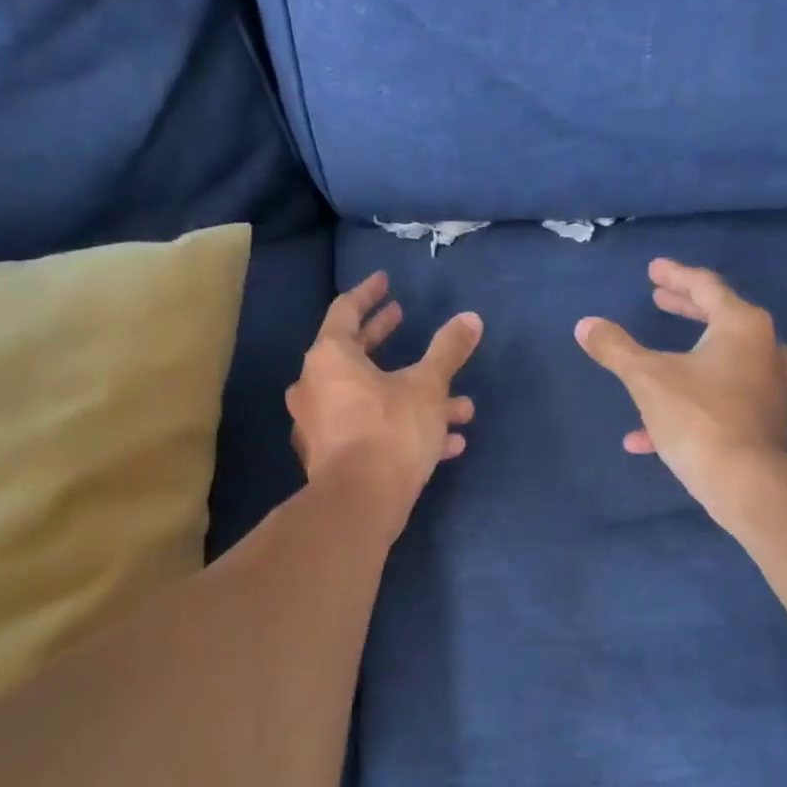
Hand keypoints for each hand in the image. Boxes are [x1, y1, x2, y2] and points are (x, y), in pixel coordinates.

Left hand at [288, 271, 481, 531]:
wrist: (360, 503)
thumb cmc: (391, 431)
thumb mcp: (428, 387)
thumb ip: (448, 351)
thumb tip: (471, 318)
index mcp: (330, 357)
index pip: (345, 311)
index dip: (368, 294)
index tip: (385, 283)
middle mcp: (316, 386)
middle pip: (353, 353)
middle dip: (384, 338)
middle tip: (403, 318)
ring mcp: (320, 424)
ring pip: (371, 398)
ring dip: (411, 395)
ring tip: (457, 402)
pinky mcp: (331, 457)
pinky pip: (371, 431)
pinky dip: (403, 428)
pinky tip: (448, 442)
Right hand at [576, 259, 786, 524]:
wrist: (748, 483)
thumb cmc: (698, 419)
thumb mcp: (647, 379)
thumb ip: (616, 348)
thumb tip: (586, 325)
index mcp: (742, 325)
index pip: (706, 286)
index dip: (675, 275)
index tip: (653, 270)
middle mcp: (764, 348)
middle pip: (718, 319)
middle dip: (683, 309)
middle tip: (658, 299)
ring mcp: (769, 386)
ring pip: (718, 363)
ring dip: (682, 360)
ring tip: (650, 362)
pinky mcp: (765, 420)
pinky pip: (719, 401)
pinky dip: (687, 404)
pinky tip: (646, 435)